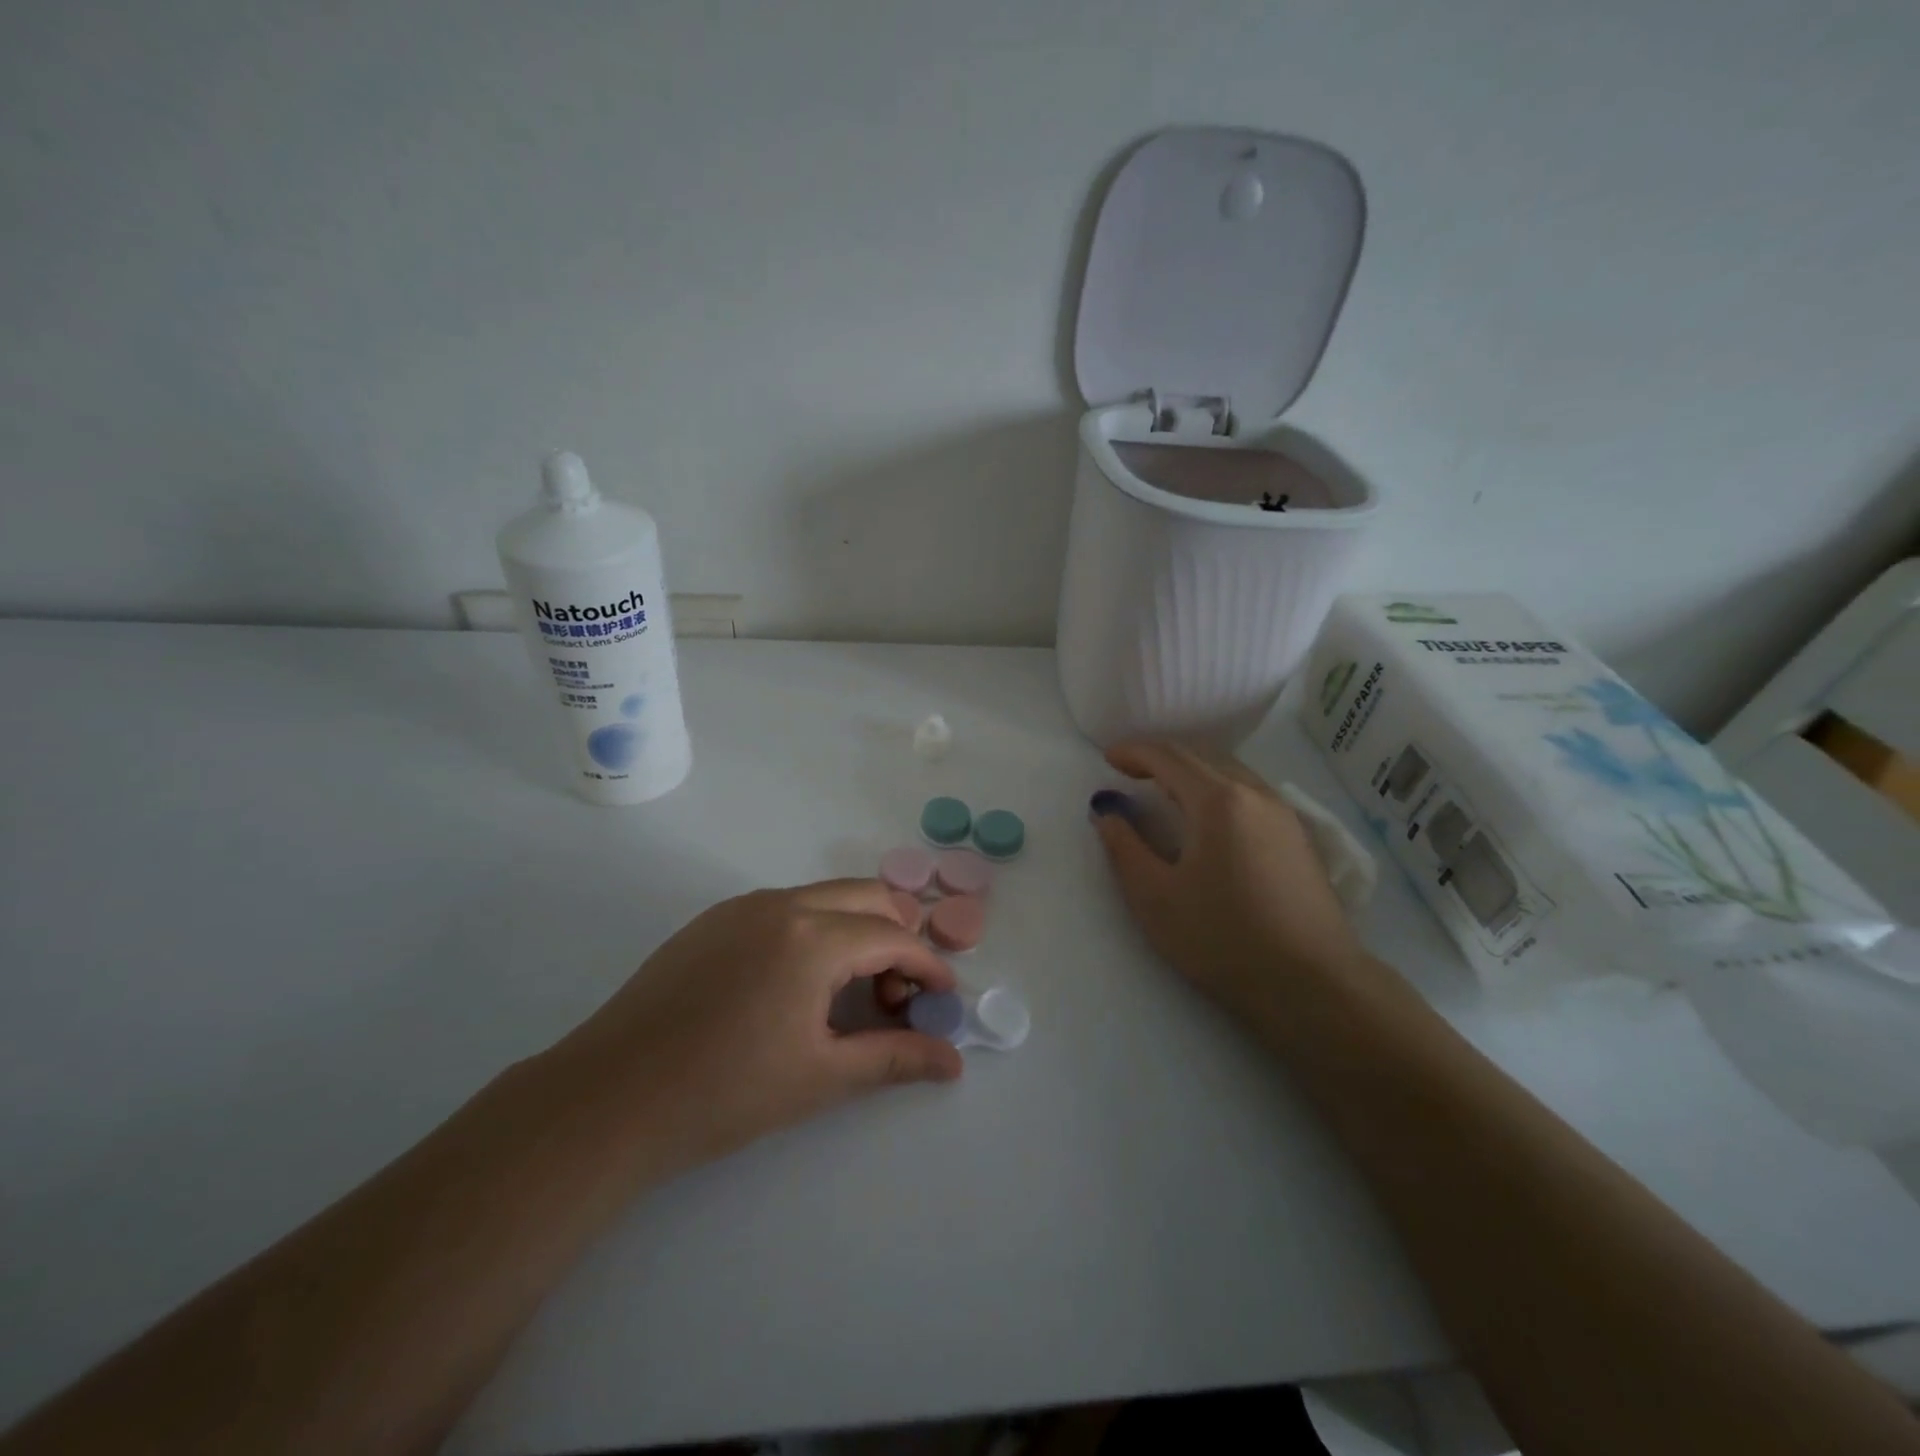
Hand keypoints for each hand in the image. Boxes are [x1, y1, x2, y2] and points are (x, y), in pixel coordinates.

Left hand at [550, 879, 961, 1176]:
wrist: (610, 1098)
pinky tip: (798, 985)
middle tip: (895, 994)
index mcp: (812, 938)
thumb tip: (954, 1061)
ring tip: (850, 992)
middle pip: (867, 897)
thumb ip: (894, 1059)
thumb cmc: (725, 1093)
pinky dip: (815, 930)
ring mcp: (742, 906)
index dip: (927, 967)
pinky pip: (785, 907)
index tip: (942, 999)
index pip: (893, 937)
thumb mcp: (821, 1077)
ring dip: (856, 930)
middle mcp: (781, 904)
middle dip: (897, 936)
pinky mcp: (713, 920)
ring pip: (825, 897)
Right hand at [1091, 740, 1368, 1023]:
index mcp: (1219, 801)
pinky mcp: (1300, 838)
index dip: (1134, 752)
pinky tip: (1209, 820)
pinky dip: (1219, 790)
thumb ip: (1124, 848)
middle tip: (1130, 773)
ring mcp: (1284, 815)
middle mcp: (1256, 794)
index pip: (1169, 757)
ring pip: (1231, 773)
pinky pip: (1251, 793)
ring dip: (1193, 772)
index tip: (1107, 759)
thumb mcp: (1155, 898)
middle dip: (1162, 758)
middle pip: (1203, 757)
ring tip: (1165, 793)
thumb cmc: (1223, 940)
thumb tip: (1107, 813)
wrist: (1312, 986)